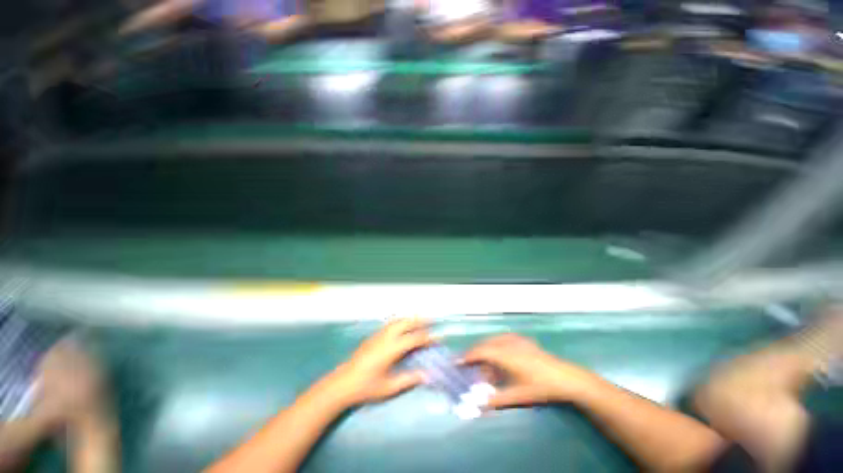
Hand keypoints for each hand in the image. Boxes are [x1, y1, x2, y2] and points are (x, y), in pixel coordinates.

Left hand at [324, 318, 432, 406]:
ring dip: (410, 319)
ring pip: (398, 320)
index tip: (438, 337)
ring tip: (420, 320)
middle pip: (406, 322)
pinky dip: (401, 321)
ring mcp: (378, 335)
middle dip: (420, 320)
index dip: (428, 337)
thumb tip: (427, 375)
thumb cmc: (366, 388)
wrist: (342, 383)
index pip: (414, 338)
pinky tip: (403, 326)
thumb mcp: (389, 387)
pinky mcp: (373, 336)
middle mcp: (386, 337)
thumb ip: (409, 379)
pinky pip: (390, 323)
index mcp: (392, 349)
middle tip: (432, 321)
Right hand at [463, 334, 598, 407]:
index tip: (456, 362)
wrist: (565, 377)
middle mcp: (507, 342)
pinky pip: (502, 339)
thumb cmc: (540, 387)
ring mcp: (515, 338)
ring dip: (485, 351)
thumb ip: (496, 400)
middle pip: (484, 344)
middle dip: (475, 354)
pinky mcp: (522, 339)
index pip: (480, 352)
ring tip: (484, 364)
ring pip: (492, 341)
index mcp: (504, 354)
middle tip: (469, 365)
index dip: (467, 356)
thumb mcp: (517, 396)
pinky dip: (495, 347)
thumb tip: (478, 405)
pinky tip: (499, 357)